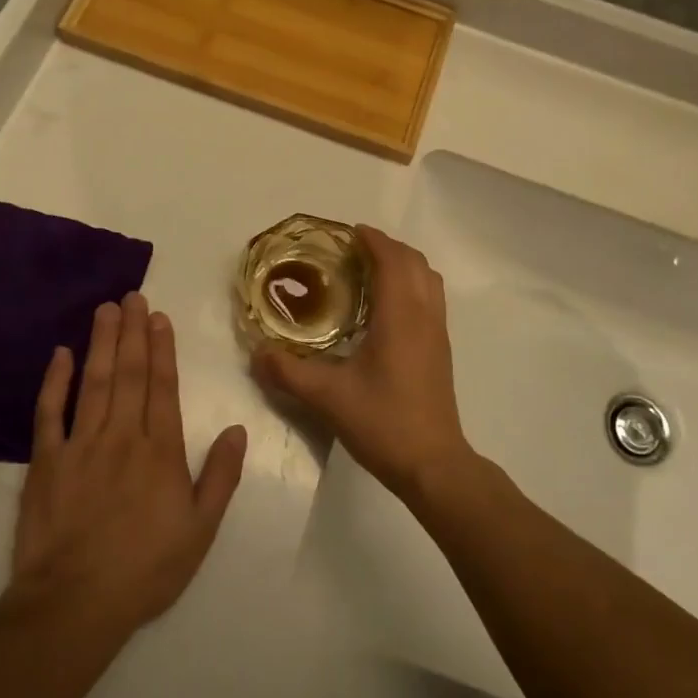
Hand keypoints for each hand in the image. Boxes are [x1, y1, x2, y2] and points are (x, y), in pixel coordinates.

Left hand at [10, 293, 247, 637]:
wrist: (75, 604)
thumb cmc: (146, 569)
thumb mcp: (200, 530)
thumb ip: (221, 476)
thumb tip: (238, 429)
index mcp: (161, 450)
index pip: (163, 387)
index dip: (162, 349)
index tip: (160, 318)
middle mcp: (123, 436)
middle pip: (129, 373)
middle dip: (133, 332)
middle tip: (133, 296)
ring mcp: (81, 445)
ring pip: (94, 381)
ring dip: (101, 342)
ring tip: (105, 309)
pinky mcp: (46, 461)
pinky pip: (49, 412)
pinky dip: (54, 381)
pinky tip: (60, 354)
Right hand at [250, 226, 472, 502]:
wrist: (433, 464)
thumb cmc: (384, 423)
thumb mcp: (328, 398)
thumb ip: (289, 372)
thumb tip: (256, 353)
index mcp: (400, 317)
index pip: (392, 261)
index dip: (373, 240)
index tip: (349, 232)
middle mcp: (424, 316)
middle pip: (415, 262)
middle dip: (387, 248)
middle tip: (354, 250)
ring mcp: (438, 333)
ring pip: (428, 279)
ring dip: (403, 265)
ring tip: (371, 272)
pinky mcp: (441, 350)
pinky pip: (431, 299)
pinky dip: (411, 285)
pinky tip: (385, 309)